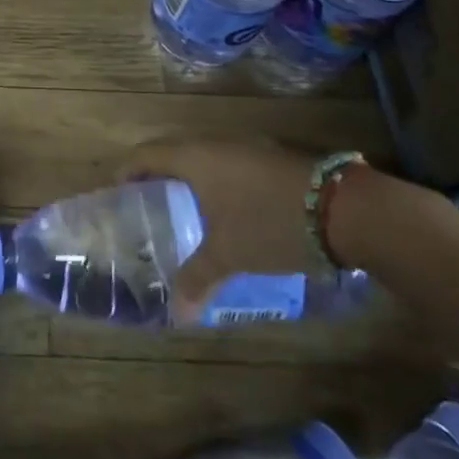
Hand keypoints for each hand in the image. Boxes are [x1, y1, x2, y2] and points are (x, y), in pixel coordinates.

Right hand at [118, 138, 323, 322]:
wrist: (343, 209)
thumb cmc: (269, 224)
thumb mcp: (229, 255)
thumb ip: (197, 278)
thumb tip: (176, 314)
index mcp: (194, 157)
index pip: (146, 154)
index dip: (127, 170)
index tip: (115, 189)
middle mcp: (215, 143)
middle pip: (174, 152)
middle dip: (157, 173)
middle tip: (146, 201)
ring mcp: (247, 147)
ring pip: (205, 157)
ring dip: (190, 177)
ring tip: (182, 206)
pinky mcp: (271, 158)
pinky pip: (229, 164)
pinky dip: (217, 181)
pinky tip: (225, 208)